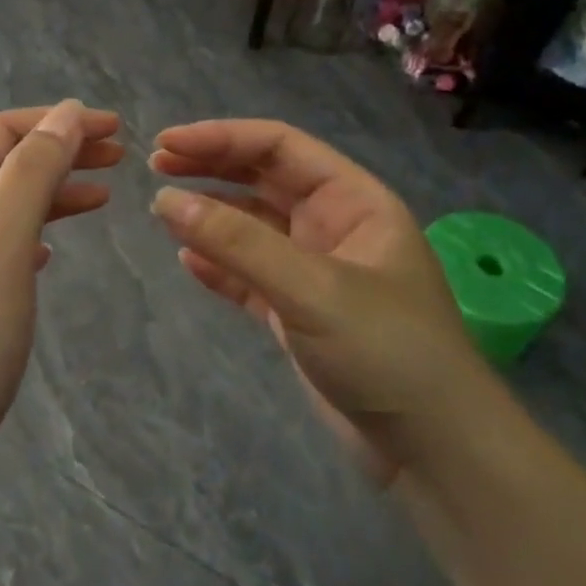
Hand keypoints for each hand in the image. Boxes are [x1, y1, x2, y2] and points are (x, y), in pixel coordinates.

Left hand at [0, 101, 122, 484]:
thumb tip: (66, 112)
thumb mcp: (0, 248)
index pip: (2, 132)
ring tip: (103, 197)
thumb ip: (31, 176)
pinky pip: (2, 245)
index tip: (116, 129)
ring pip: (7, 205)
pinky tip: (53, 250)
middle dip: (62, 151)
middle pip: (6, 165)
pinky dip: (35, 233)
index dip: (59, 120)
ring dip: (53, 191)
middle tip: (121, 158)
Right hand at [150, 119, 487, 479]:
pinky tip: (186, 261)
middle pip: (263, 181)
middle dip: (210, 169)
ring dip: (209, 216)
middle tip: (154, 167)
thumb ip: (236, 243)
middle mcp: (333, 228)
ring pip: (252, 229)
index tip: (166, 144)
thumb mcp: (310, 288)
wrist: (431, 447)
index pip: (280, 149)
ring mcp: (314, 273)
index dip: (222, 138)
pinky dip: (218, 266)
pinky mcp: (297, 314)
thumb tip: (164, 199)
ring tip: (162, 210)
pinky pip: (248, 276)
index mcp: (354, 202)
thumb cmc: (384, 351)